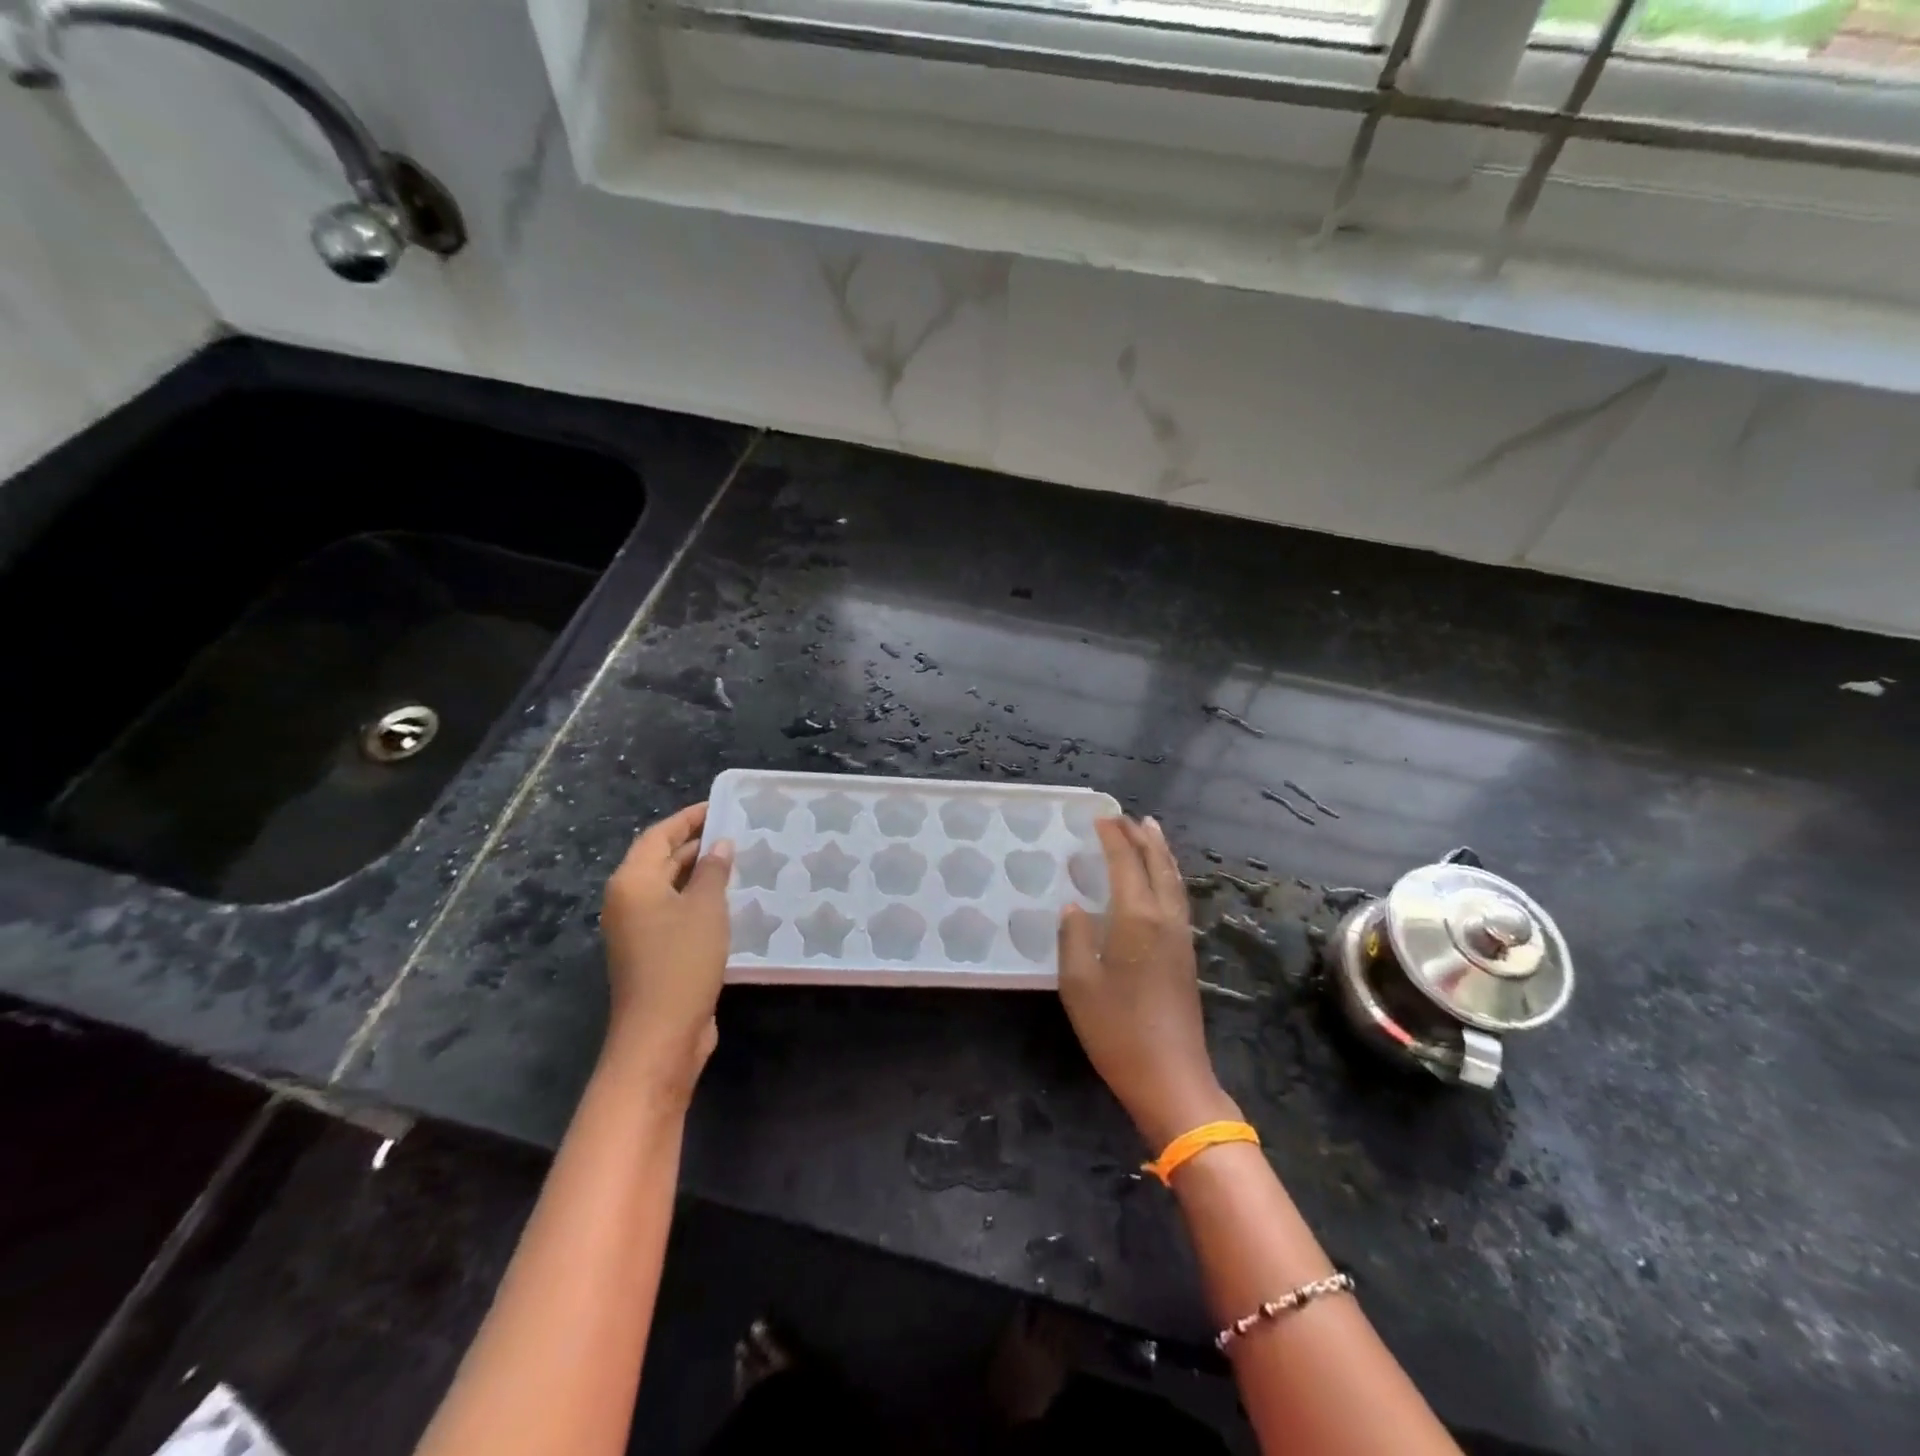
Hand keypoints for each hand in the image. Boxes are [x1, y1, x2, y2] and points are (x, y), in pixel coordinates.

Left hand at [600, 802, 734, 1093]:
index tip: (719, 806)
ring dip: (700, 874)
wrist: (661, 1034)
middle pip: (661, 860)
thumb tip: (719, 845)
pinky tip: (730, 901)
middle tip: (736, 831)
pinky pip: (676, 912)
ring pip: (670, 888)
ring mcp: (638, 930)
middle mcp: (628, 901)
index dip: (688, 819)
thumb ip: (713, 871)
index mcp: (632, 882)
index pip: (659, 836)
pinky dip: (699, 900)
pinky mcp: (652, 953)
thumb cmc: (681, 961)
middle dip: (695, 844)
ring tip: (739, 860)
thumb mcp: (705, 908)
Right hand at [1058, 816, 1238, 1149]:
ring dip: (1160, 852)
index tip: (1099, 818)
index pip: (1126, 863)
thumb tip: (1074, 906)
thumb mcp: (1079, 983)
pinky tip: (1159, 881)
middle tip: (1125, 817)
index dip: (1113, 838)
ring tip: (1149, 832)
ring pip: (1173, 880)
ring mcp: (1180, 936)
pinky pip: (1177, 897)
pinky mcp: (1186, 955)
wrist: (1171, 1077)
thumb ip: (1074, 937)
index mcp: (1137, 918)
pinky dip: (1167, 875)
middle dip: (1142, 837)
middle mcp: (1164, 918)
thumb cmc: (1117, 1030)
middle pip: (1158, 864)